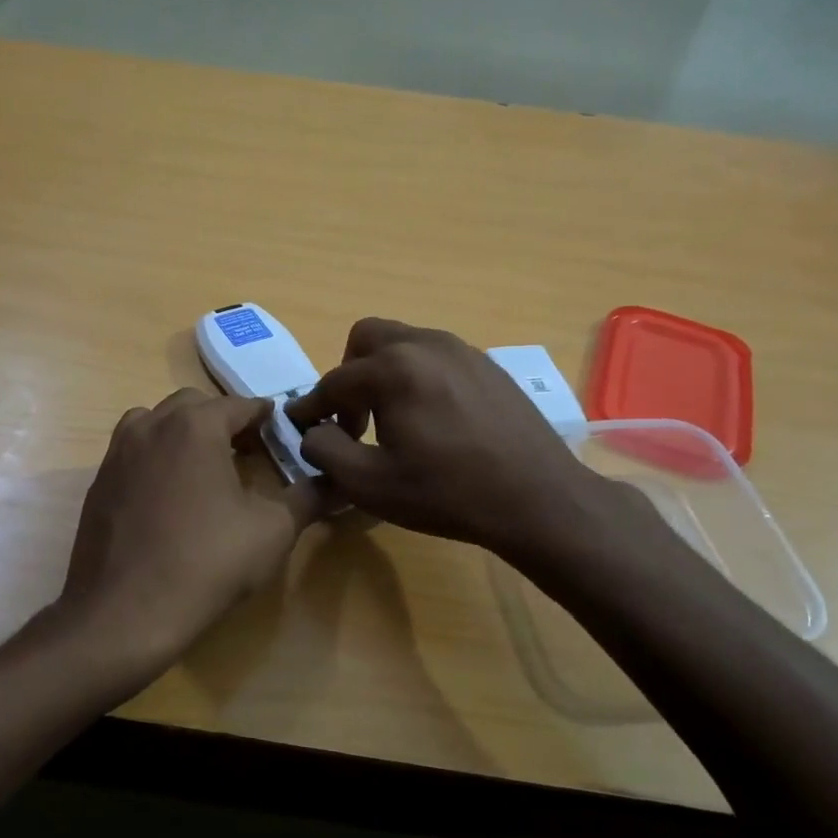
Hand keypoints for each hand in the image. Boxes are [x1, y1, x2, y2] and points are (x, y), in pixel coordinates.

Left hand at [59, 389, 325, 675]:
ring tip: (204, 467)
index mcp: (195, 426)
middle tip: (247, 451)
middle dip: (224, 420)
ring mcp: (118, 452)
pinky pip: (133, 451)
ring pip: (156, 422)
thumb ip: (308, 498)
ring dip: (183, 432)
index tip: (281, 431)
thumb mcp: (272, 532)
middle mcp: (152, 426)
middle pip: (194, 405)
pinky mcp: (99, 481)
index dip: (265, 416)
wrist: (124, 613)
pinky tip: (169, 495)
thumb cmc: (206, 564)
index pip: (239, 405)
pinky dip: (156, 456)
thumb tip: (339, 483)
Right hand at [285, 318, 613, 556]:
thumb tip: (312, 431)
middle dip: (348, 374)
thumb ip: (324, 450)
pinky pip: (437, 357)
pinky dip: (418, 377)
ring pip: (404, 343)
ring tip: (393, 420)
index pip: (333, 381)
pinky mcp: (488, 365)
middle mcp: (425, 344)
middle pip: (366, 339)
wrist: (537, 498)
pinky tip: (433, 420)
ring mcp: (462, 350)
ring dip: (384, 373)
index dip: (311, 407)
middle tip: (352, 417)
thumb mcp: (368, 483)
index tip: (300, 425)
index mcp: (392, 369)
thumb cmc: (446, 493)